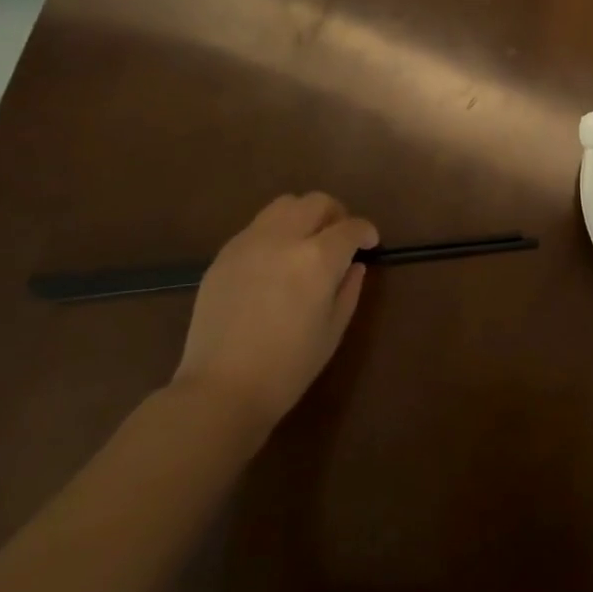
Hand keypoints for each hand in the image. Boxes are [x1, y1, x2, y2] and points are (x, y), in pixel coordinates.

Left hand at [174, 193, 378, 439]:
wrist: (221, 389)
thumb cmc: (288, 367)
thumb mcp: (333, 330)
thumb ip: (349, 289)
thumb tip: (353, 265)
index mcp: (317, 259)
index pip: (351, 227)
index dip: (366, 232)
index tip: (370, 244)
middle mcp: (283, 239)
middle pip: (316, 202)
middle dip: (336, 215)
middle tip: (341, 239)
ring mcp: (249, 243)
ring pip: (284, 205)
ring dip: (304, 216)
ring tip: (307, 242)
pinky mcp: (224, 255)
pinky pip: (257, 226)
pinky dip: (276, 232)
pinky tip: (275, 261)